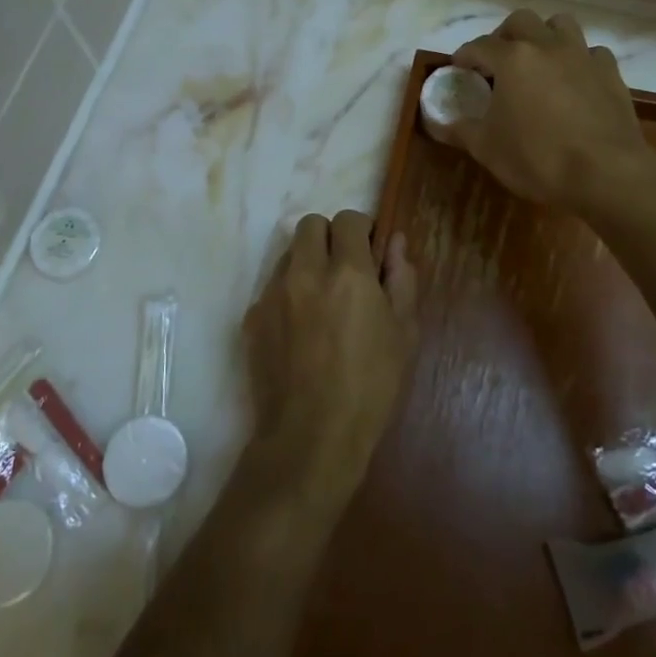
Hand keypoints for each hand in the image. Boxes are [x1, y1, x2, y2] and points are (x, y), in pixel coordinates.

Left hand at [242, 212, 417, 503]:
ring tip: (322, 301)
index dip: (362, 230)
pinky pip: (271, 288)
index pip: (348, 219)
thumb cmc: (370, 387)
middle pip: (311, 225)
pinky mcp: (252, 317)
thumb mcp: (404, 333)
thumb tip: (394, 242)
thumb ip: (401, 279)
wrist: (311, 437)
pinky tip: (300, 329)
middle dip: (330, 238)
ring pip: (288, 254)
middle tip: (345, 270)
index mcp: (348, 273)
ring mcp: (272, 293)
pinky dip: (288, 294)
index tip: (369, 252)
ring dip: (307, 263)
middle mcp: (305, 272)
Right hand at [447, 10, 655, 214]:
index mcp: (513, 59)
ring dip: (545, 35)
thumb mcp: (487, 148)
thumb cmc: (537, 158)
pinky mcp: (611, 74)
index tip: (458, 68)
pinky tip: (575, 80)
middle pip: (521, 21)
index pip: (479, 46)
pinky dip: (580, 60)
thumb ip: (460, 130)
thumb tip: (439, 123)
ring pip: (561, 25)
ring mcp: (583, 57)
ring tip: (538, 60)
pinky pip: (592, 53)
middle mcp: (547, 46)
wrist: (606, 173)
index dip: (465, 55)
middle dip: (504, 35)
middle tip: (497, 60)